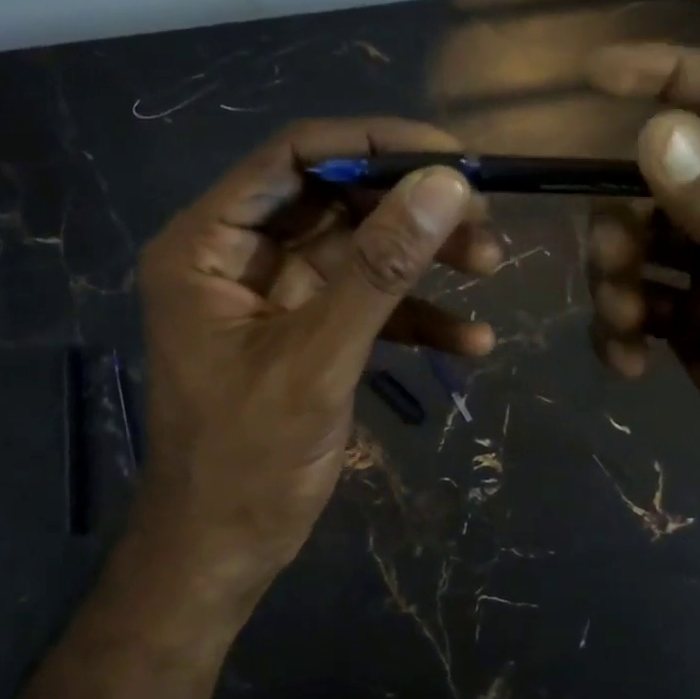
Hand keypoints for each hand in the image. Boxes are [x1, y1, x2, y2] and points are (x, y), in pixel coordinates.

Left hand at [135, 119, 500, 593]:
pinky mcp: (306, 330)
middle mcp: (237, 255)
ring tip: (491, 266)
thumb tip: (445, 184)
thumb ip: (380, 268)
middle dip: (410, 208)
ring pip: (358, 247)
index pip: (292, 157)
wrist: (223, 554)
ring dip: (423, 257)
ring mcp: (274, 293)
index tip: (449, 156)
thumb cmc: (247, 461)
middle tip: (482, 218)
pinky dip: (415, 315)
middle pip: (334, 198)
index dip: (372, 144)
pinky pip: (365, 302)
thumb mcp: (318, 359)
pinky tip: (471, 340)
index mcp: (208, 244)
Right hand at [585, 44, 699, 548]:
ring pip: (638, 241)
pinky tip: (629, 364)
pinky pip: (633, 301)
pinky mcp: (693, 322)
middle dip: (626, 221)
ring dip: (614, 278)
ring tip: (623, 327)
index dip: (676, 73)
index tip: (596, 75)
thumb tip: (653, 135)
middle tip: (615, 269)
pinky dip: (617, 326)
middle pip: (668, 180)